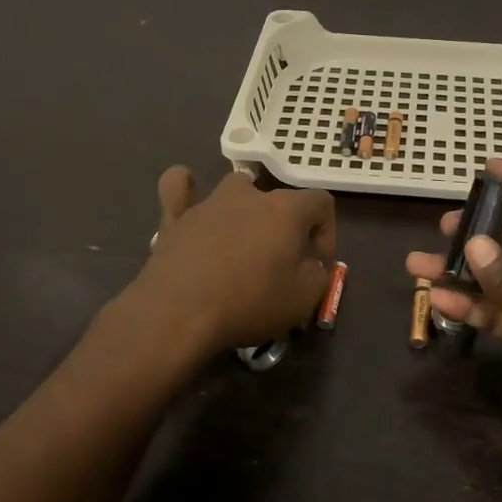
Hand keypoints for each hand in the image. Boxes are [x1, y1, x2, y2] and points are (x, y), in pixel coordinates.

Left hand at [131, 166, 335, 354]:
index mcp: (286, 209)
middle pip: (280, 200)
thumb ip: (320, 275)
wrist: (179, 314)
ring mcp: (210, 202)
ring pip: (236, 189)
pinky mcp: (175, 217)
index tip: (317, 265)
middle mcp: (250, 195)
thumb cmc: (250, 304)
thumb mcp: (304, 299)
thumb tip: (313, 265)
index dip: (326, 233)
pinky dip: (186, 189)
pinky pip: (178, 187)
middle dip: (287, 229)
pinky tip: (190, 197)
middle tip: (282, 265)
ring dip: (246, 210)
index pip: (321, 203)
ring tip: (243, 242)